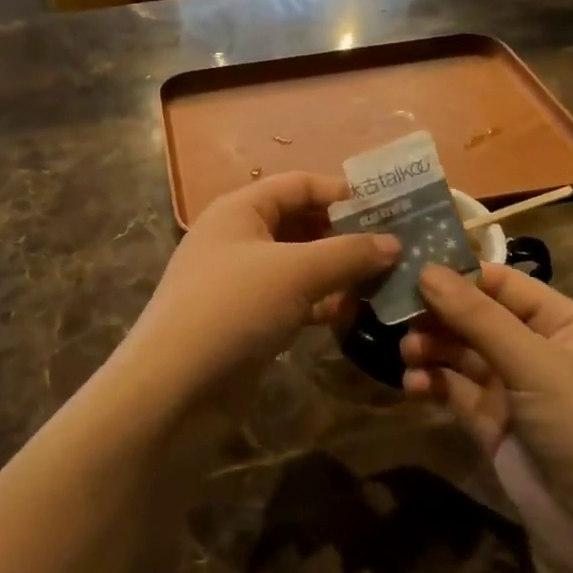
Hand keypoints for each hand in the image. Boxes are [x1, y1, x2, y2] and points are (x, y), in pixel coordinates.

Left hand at [122, 173, 398, 405]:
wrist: (175, 387)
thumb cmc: (233, 308)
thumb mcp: (296, 272)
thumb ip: (348, 253)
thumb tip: (393, 243)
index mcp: (240, 210)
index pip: (298, 184)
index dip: (342, 192)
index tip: (390, 207)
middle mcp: (238, 239)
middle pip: (300, 224)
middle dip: (345, 234)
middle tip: (397, 246)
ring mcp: (241, 282)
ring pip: (300, 265)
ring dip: (338, 271)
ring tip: (386, 280)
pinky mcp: (247, 321)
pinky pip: (292, 300)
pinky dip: (321, 302)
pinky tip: (353, 313)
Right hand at [402, 265, 572, 572]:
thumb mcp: (536, 365)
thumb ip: (478, 317)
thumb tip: (426, 270)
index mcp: (563, 324)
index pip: (502, 284)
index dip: (458, 275)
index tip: (408, 267)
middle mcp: (537, 351)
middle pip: (476, 317)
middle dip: (438, 315)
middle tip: (395, 313)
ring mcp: (513, 390)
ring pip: (460, 353)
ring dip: (431, 348)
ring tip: (407, 353)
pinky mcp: (491, 425)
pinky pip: (454, 391)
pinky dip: (431, 383)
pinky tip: (413, 384)